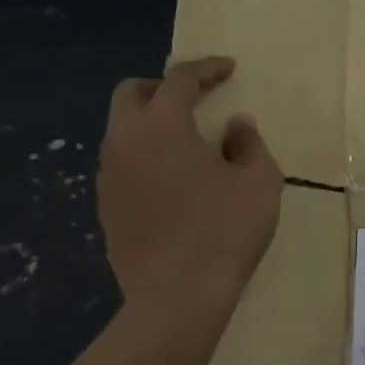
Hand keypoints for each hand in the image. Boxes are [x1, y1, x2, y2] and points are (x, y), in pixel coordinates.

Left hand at [93, 55, 281, 308]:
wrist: (178, 295)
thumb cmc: (225, 229)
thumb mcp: (259, 181)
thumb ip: (248, 143)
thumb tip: (235, 126)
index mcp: (162, 124)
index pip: (180, 78)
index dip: (207, 69)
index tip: (229, 69)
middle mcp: (124, 141)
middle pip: (132, 93)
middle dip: (163, 88)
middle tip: (195, 99)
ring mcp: (108, 176)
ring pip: (122, 131)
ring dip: (152, 125)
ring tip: (186, 144)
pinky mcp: (106, 207)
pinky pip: (122, 165)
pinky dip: (145, 158)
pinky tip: (172, 182)